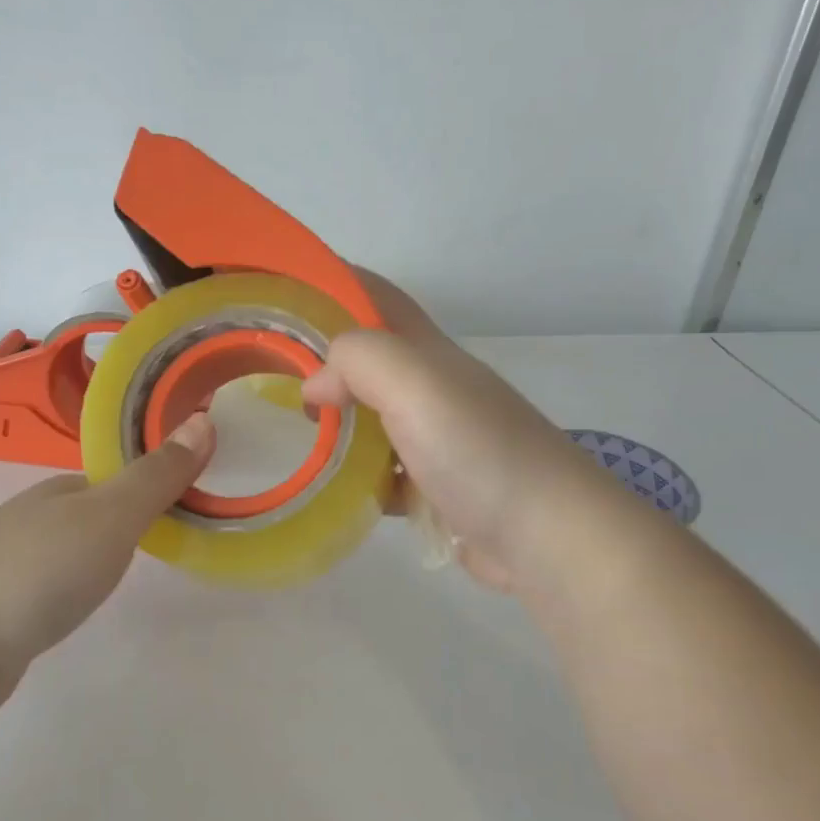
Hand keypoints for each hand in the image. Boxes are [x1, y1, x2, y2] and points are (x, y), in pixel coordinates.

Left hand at [0, 413, 214, 711]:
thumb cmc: (34, 571)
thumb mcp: (109, 517)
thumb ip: (156, 476)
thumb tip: (204, 419)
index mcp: (63, 490)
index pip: (122, 474)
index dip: (161, 477)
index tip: (203, 492)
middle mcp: (36, 518)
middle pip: (97, 507)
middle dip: (136, 514)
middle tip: (185, 532)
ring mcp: (13, 564)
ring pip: (74, 545)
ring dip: (106, 549)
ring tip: (144, 565)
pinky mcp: (0, 610)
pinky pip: (53, 583)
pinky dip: (76, 584)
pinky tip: (81, 603)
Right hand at [302, 272, 623, 594]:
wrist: (549, 537)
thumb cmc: (479, 451)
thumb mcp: (416, 385)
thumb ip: (359, 361)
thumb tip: (315, 385)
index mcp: (429, 353)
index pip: (377, 297)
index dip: (334, 283)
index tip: (283, 292)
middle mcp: (434, 388)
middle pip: (370, 358)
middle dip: (323, 357)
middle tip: (269, 371)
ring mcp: (438, 439)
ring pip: (373, 416)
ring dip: (337, 418)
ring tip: (293, 429)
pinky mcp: (438, 487)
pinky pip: (385, 470)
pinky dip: (358, 474)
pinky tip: (333, 488)